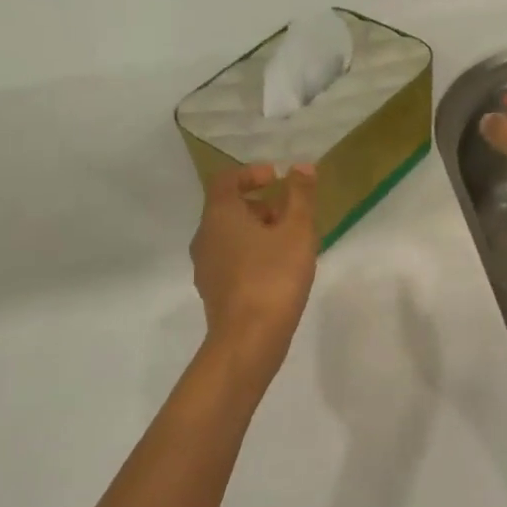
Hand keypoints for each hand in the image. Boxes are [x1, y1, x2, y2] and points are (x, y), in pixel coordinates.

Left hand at [191, 163, 318, 369]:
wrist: (248, 339)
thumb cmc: (274, 276)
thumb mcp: (297, 231)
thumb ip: (300, 195)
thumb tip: (301, 167)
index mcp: (219, 215)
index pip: (226, 180)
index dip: (251, 174)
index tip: (277, 179)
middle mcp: (204, 236)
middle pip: (228, 208)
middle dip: (259, 205)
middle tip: (290, 215)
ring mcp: (205, 266)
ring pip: (229, 236)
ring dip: (256, 232)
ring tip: (289, 244)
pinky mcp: (212, 291)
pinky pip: (230, 260)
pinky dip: (251, 254)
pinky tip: (277, 272)